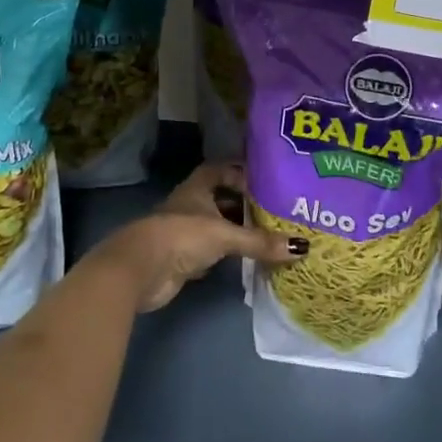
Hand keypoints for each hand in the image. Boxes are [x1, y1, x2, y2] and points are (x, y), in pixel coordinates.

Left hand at [90, 162, 304, 311]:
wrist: (140, 270)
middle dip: (245, 204)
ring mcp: (185, 233)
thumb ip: (260, 241)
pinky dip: (229, 255)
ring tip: (270, 235)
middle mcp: (190, 206)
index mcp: (197, 189)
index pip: (219, 170)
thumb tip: (301, 247)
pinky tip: (248, 259)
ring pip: (217, 227)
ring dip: (238, 231)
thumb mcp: (225, 235)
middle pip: (221, 200)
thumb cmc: (181, 236)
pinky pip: (212, 252)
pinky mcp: (183, 259)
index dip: (240, 172)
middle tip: (276, 210)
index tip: (265, 180)